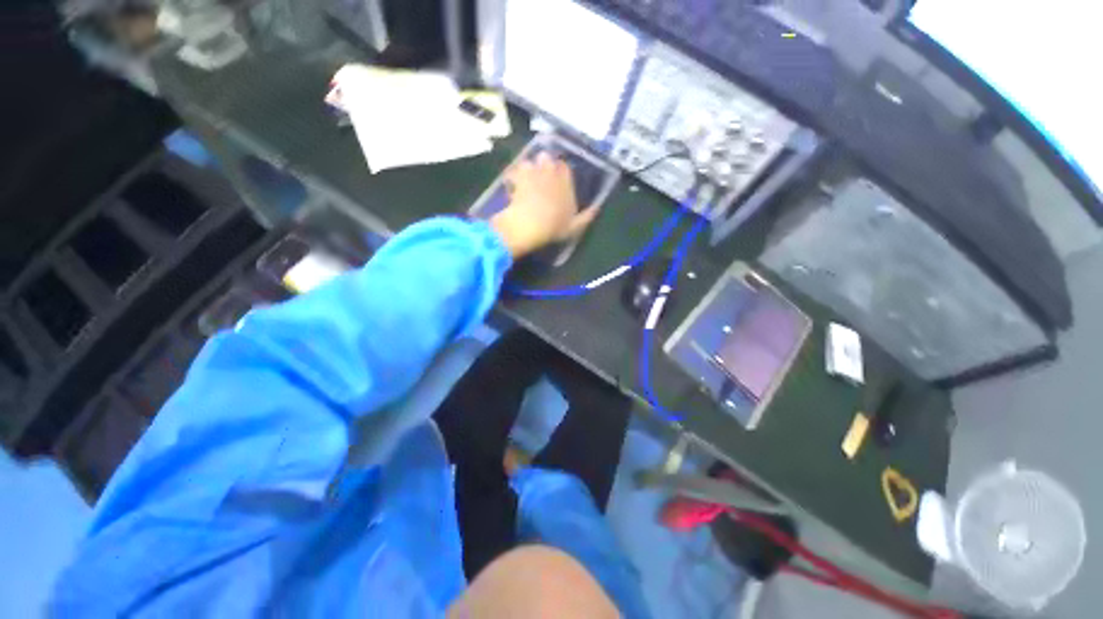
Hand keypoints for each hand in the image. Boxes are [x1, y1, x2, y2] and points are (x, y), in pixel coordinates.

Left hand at [490, 152, 598, 257]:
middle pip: (546, 159)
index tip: (559, 181)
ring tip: (525, 182)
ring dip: (528, 170)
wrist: (529, 225)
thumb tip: (597, 208)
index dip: (561, 173)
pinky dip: (512, 178)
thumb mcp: (575, 226)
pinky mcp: (514, 178)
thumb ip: (587, 216)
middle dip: (543, 166)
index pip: (565, 167)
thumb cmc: (555, 225)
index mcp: (566, 179)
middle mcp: (549, 169)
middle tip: (540, 180)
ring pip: (529, 163)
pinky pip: (513, 173)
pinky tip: (512, 188)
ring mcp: (531, 171)